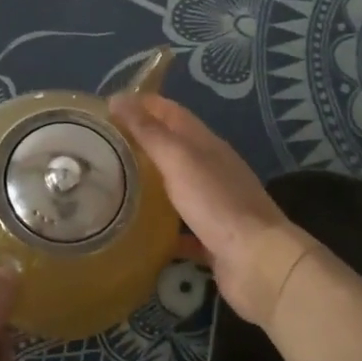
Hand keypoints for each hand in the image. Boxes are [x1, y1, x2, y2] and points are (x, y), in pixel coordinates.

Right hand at [110, 92, 307, 326]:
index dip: (143, 103)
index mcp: (206, 144)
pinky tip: (137, 230)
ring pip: (175, 186)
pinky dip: (161, 225)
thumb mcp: (178, 159)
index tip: (108, 106)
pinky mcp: (211, 238)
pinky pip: (181, 227)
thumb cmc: (217, 202)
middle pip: (173, 148)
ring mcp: (213, 205)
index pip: (171, 112)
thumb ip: (148, 132)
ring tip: (112, 184)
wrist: (258, 263)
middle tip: (103, 146)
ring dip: (149, 182)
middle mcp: (211, 170)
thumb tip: (118, 98)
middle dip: (142, 142)